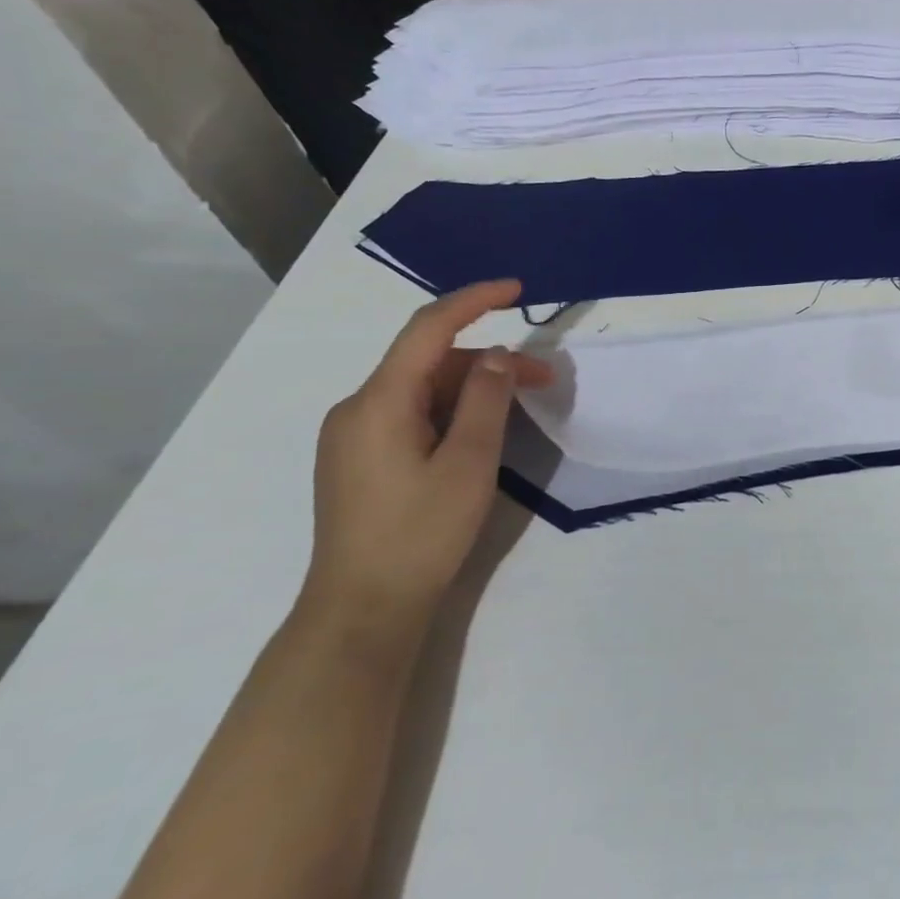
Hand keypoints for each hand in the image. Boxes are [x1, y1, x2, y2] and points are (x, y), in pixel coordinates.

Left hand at [306, 279, 552, 637]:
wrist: (362, 610)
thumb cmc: (420, 533)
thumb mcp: (468, 462)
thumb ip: (485, 400)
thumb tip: (499, 355)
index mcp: (378, 402)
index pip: (428, 328)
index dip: (473, 300)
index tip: (517, 289)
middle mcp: (357, 408)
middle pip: (429, 361)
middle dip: (489, 361)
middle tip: (545, 380)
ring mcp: (354, 435)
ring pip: (421, 389)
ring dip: (473, 388)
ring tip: (521, 409)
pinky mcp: (360, 459)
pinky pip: (411, 414)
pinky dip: (451, 409)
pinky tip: (480, 431)